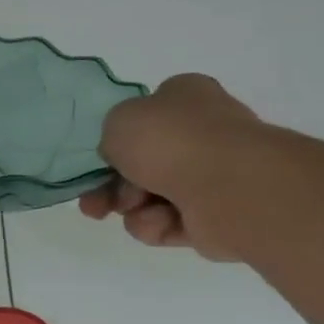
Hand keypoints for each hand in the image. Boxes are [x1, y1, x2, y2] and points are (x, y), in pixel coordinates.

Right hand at [77, 74, 261, 260]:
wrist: (229, 186)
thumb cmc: (171, 140)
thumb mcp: (118, 120)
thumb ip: (112, 135)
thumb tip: (125, 157)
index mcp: (187, 99)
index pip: (149, 113)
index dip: (120, 136)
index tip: (102, 155)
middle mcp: (203, 134)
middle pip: (141, 163)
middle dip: (112, 185)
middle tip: (94, 201)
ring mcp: (213, 177)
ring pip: (148, 197)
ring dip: (129, 206)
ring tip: (130, 209)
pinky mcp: (215, 217)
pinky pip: (167, 223)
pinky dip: (156, 224)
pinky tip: (160, 221)